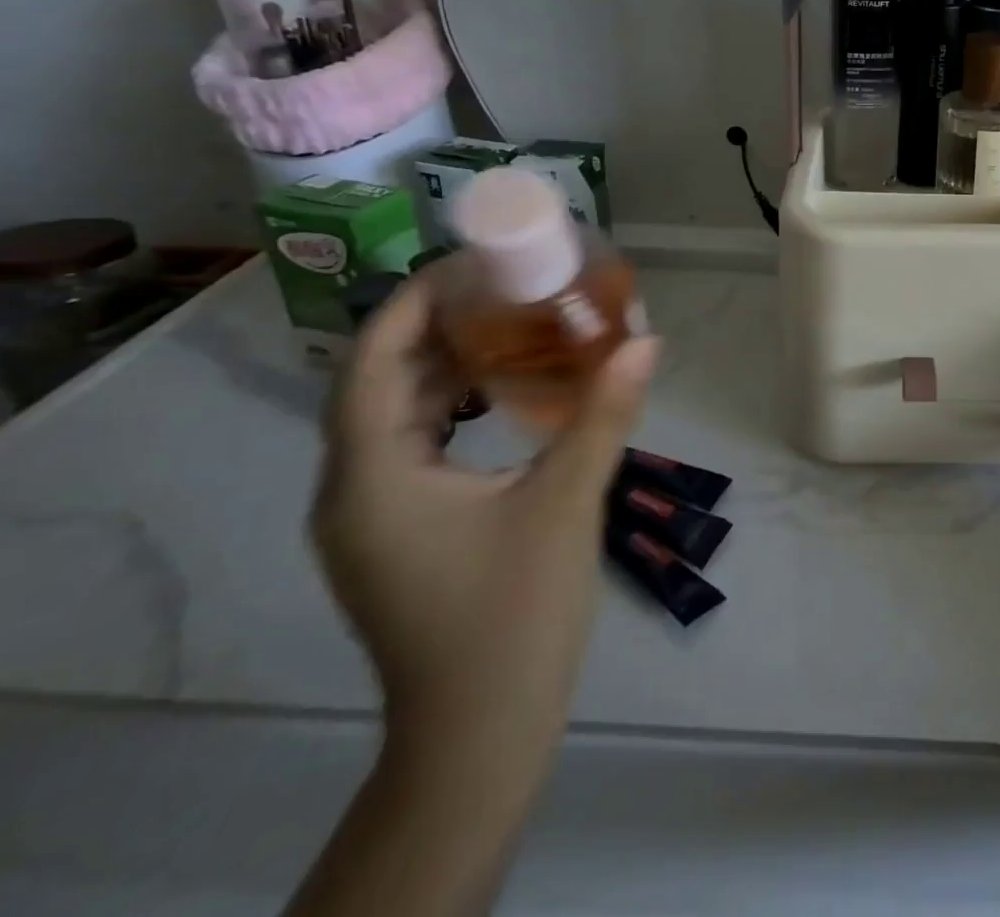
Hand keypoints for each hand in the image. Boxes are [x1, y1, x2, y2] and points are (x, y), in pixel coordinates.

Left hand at [312, 270, 658, 769]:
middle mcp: (353, 490)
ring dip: (446, 368)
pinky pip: (413, 448)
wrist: (479, 734)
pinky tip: (504, 398)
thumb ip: (604, 416)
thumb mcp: (567, 504)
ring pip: (395, 416)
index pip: (372, 363)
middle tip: (506, 288)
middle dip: (437, 328)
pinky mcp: (398, 534)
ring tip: (510, 327)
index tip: (470, 264)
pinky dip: (452, 409)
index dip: (412, 303)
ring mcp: (371, 517)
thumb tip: (646, 342)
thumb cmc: (514, 616)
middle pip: (380, 383)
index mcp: (373, 478)